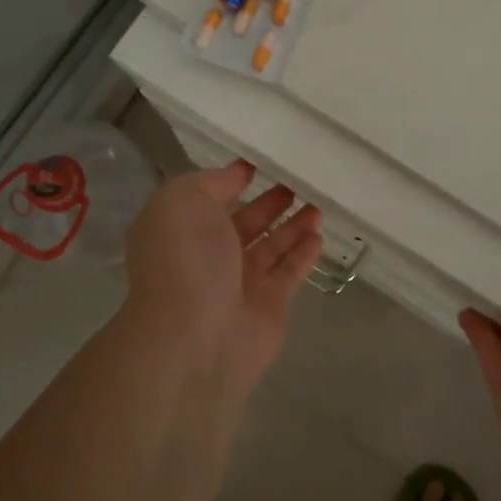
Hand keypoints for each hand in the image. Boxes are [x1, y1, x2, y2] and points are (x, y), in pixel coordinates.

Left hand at [124, 161, 324, 392]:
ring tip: (317, 204)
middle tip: (297, 182)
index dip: (232, 180)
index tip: (260, 163)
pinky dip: (304, 253)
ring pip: (271, 247)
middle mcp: (208, 256)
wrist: (194, 338)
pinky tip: (319, 234)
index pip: (209, 198)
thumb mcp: (184, 200)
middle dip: (268, 203)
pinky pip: (290, 272)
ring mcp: (239, 283)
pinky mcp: (269, 305)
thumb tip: (238, 174)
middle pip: (243, 223)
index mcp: (181, 229)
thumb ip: (213, 182)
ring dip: (292, 225)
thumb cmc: (185, 259)